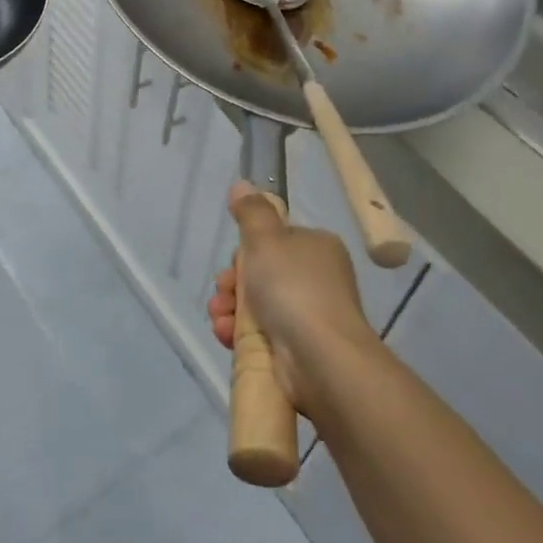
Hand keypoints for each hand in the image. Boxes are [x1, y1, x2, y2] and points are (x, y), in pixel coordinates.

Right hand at [206, 181, 378, 415]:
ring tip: (220, 319)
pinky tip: (226, 336)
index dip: (244, 253)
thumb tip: (242, 184)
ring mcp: (308, 317)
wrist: (321, 359)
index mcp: (316, 248)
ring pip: (255, 306)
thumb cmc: (293, 289)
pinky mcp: (298, 350)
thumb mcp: (266, 239)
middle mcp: (316, 280)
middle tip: (222, 294)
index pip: (273, 243)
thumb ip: (252, 212)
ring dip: (228, 310)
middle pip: (259, 275)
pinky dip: (238, 334)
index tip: (231, 265)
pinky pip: (259, 335)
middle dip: (231, 285)